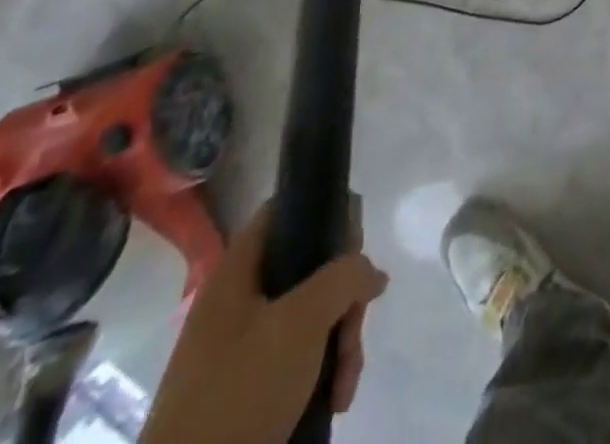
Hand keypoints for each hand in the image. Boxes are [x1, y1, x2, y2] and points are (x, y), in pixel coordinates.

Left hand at [142, 203, 387, 443]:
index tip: (352, 249)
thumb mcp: (303, 321)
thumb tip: (371, 273)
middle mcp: (239, 300)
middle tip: (353, 329)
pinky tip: (334, 397)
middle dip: (344, 300)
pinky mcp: (249, 386)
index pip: (286, 210)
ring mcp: (242, 346)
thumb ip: (345, 276)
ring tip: (344, 383)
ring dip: (341, 343)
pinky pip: (301, 357)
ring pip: (313, 317)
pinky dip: (324, 372)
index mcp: (238, 272)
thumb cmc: (240, 391)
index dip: (324, 215)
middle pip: (311, 268)